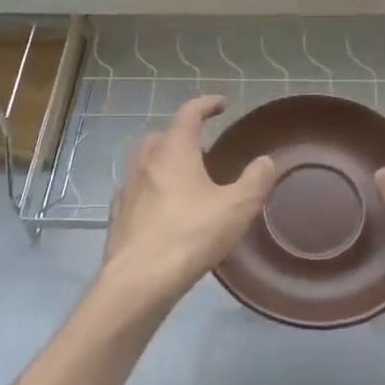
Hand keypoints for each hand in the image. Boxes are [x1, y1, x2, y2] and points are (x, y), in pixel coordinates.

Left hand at [101, 96, 276, 312]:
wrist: (138, 280)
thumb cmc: (190, 235)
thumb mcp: (237, 207)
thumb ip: (255, 180)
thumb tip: (265, 161)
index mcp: (174, 150)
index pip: (189, 113)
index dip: (206, 105)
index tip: (221, 104)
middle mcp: (146, 161)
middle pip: (164, 135)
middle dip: (184, 135)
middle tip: (205, 148)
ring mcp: (128, 188)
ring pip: (147, 162)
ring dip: (166, 161)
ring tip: (187, 179)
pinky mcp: (119, 214)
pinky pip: (138, 190)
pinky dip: (154, 188)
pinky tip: (166, 210)